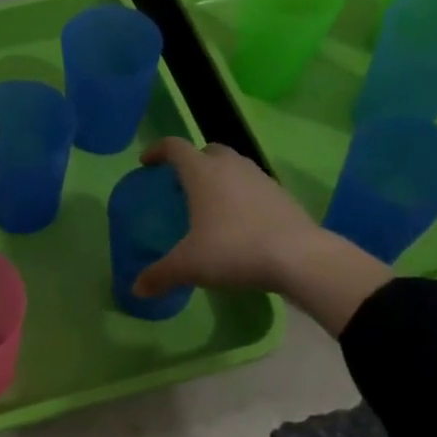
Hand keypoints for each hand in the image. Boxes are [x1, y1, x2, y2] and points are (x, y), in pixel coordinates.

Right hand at [133, 138, 391, 333]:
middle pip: (207, 150)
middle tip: (181, 185)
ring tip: (210, 204)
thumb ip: (160, 275)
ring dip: (219, 177)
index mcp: (203, 173)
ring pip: (233, 166)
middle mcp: (231, 166)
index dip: (157, 150)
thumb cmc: (234, 250)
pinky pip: (253, 186)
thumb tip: (137, 289)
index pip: (175, 147)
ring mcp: (260, 177)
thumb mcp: (190, 266)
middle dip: (192, 162)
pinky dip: (241, 195)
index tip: (146, 162)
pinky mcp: (281, 194)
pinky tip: (239, 222)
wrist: (299, 257)